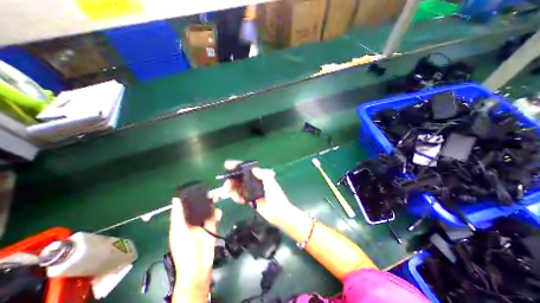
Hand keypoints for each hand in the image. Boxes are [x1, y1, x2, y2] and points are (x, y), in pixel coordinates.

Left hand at [168, 199, 218, 288]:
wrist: (199, 265)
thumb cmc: (185, 248)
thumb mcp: (180, 231)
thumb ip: (178, 215)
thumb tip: (176, 199)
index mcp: (181, 221)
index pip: (184, 206)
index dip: (189, 197)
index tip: (196, 187)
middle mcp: (191, 220)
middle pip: (198, 205)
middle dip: (204, 198)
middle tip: (211, 191)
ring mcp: (202, 222)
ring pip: (207, 209)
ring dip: (212, 203)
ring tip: (217, 197)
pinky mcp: (211, 225)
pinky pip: (214, 215)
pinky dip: (217, 213)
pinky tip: (218, 215)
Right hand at [213, 161, 294, 224]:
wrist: (278, 212)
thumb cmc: (276, 195)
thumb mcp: (271, 182)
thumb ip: (263, 174)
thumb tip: (254, 169)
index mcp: (259, 176)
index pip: (247, 169)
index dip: (237, 166)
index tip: (227, 165)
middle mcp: (254, 181)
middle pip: (239, 178)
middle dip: (231, 180)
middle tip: (226, 187)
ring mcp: (251, 190)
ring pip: (237, 187)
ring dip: (232, 190)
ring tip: (231, 195)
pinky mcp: (249, 199)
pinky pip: (239, 196)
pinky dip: (236, 197)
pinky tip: (239, 200)